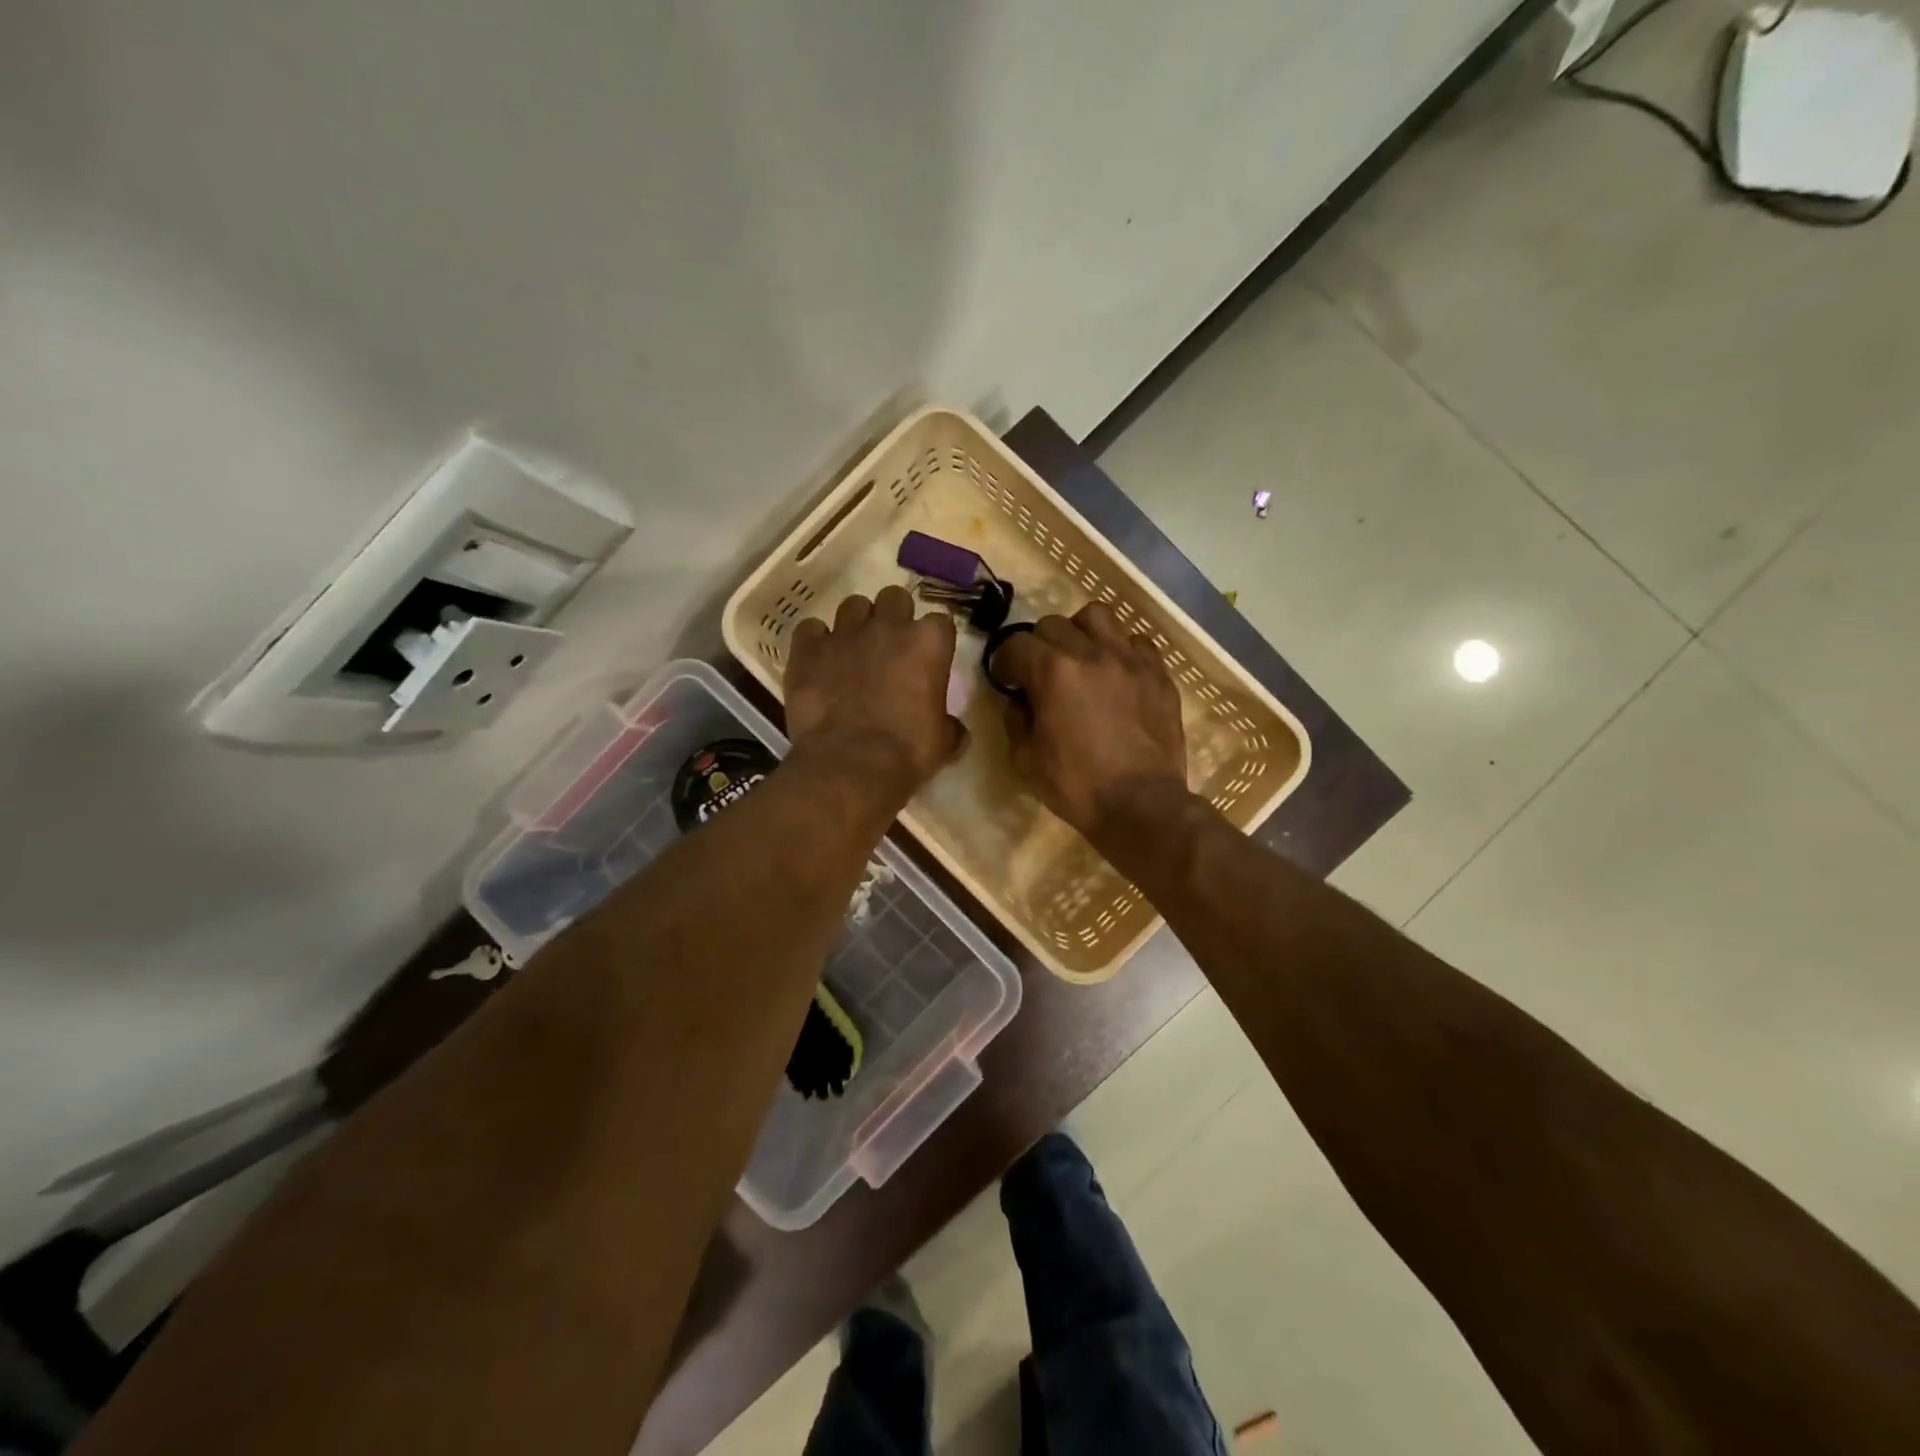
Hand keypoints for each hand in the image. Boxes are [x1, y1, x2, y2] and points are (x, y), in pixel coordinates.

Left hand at [786, 586, 965, 802]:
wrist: (851, 764)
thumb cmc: (908, 752)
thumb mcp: (944, 742)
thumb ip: (950, 724)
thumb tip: (954, 730)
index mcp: (928, 642)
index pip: (939, 621)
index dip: (933, 640)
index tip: (929, 659)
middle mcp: (888, 626)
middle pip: (894, 598)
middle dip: (894, 617)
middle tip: (890, 647)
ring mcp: (845, 633)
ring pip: (852, 605)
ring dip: (856, 623)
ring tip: (853, 650)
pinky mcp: (808, 649)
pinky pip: (810, 629)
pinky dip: (815, 641)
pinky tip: (817, 661)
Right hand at [992, 603, 1189, 842]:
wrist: (1141, 806)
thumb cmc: (1077, 787)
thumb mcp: (1026, 760)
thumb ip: (1015, 720)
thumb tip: (1019, 700)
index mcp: (1053, 672)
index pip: (1016, 644)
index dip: (1005, 662)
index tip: (1007, 680)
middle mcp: (1091, 652)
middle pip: (1054, 623)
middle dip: (1039, 645)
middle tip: (1042, 673)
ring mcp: (1130, 659)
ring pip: (1098, 616)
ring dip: (1081, 633)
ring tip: (1081, 659)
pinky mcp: (1158, 673)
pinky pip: (1137, 642)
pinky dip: (1121, 651)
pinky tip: (1117, 675)